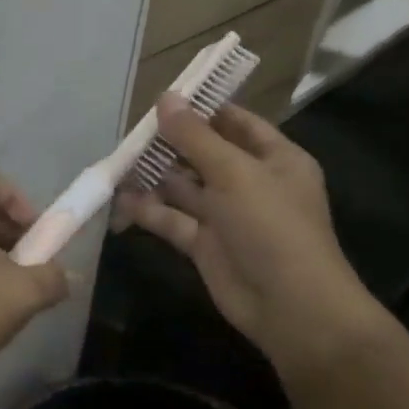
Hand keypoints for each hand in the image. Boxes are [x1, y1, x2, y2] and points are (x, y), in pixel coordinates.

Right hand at [114, 97, 385, 375]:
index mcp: (274, 159)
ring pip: (183, 186)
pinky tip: (119, 199)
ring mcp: (226, 215)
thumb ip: (195, 136)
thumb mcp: (234, 172)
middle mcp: (250, 182)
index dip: (202, 108)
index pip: (235, 122)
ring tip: (117, 161)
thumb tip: (165, 97)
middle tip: (129, 131)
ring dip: (153, 175)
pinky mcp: (204, 244)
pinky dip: (148, 209)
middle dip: (168, 143)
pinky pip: (172, 219)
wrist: (291, 310)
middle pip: (203, 153)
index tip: (162, 98)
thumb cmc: (272, 227)